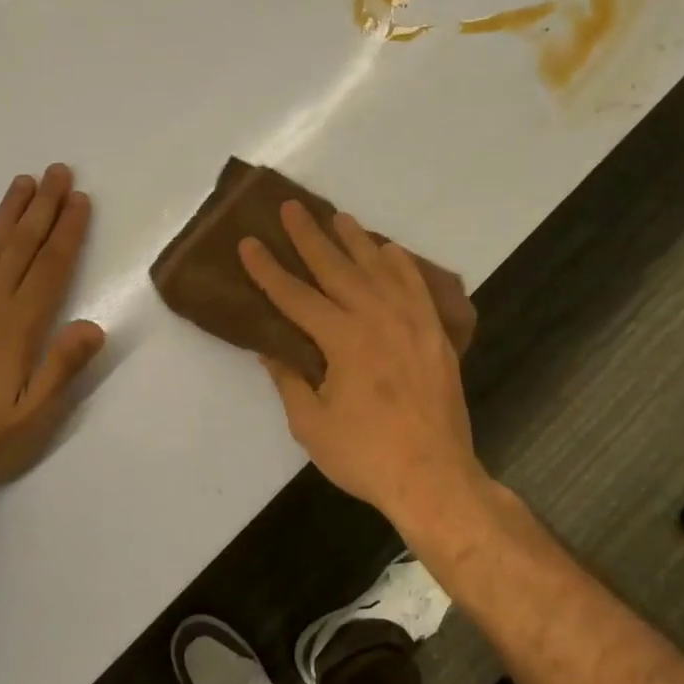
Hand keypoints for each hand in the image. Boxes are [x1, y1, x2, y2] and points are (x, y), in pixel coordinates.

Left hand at [0, 164, 104, 489]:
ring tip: (23, 182)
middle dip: (43, 208)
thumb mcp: (34, 417)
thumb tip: (95, 324)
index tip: (80, 199)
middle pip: (21, 247)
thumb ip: (62, 368)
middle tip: (58, 171)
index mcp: (18, 326)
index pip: (50, 268)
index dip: (67, 231)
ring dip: (6, 215)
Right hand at [239, 201, 484, 522]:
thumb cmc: (365, 455)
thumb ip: (289, 380)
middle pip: (336, 268)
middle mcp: (377, 318)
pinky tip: (388, 249)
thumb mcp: (312, 424)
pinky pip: (416, 286)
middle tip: (290, 207)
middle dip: (309, 237)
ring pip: (378, 268)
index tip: (248, 243)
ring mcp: (411, 322)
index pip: (295, 296)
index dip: (268, 269)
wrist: (434, 476)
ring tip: (337, 216)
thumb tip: (269, 348)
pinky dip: (400, 264)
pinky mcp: (434, 334)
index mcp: (342, 339)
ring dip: (355, 240)